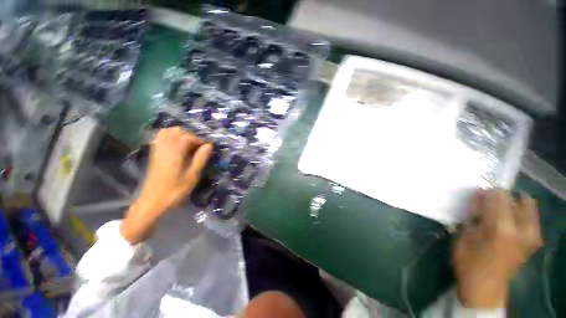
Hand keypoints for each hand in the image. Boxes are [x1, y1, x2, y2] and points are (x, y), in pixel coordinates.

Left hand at [120, 128, 212, 243]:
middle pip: (176, 131)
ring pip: (167, 132)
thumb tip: (208, 146)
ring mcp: (157, 151)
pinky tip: (177, 146)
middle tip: (198, 147)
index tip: (206, 148)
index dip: (199, 140)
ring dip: (180, 135)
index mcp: (174, 154)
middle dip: (190, 136)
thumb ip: (200, 159)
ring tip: (188, 145)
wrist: (152, 203)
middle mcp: (164, 149)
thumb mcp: (192, 176)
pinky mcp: (154, 155)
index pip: (187, 137)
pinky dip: (170, 137)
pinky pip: (160, 138)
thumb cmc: (175, 191)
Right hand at [453, 189, 542, 308]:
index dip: (487, 192)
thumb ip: (473, 215)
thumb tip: (477, 199)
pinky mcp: (533, 242)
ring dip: (515, 205)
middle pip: (519, 199)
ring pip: (529, 207)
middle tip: (490, 203)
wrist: (485, 287)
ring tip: (500, 211)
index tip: (477, 194)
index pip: (499, 196)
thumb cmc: (469, 261)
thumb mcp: (464, 236)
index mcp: (501, 227)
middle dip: (504, 197)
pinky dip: (522, 214)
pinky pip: (531, 219)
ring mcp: (531, 236)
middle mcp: (521, 229)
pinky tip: (510, 221)